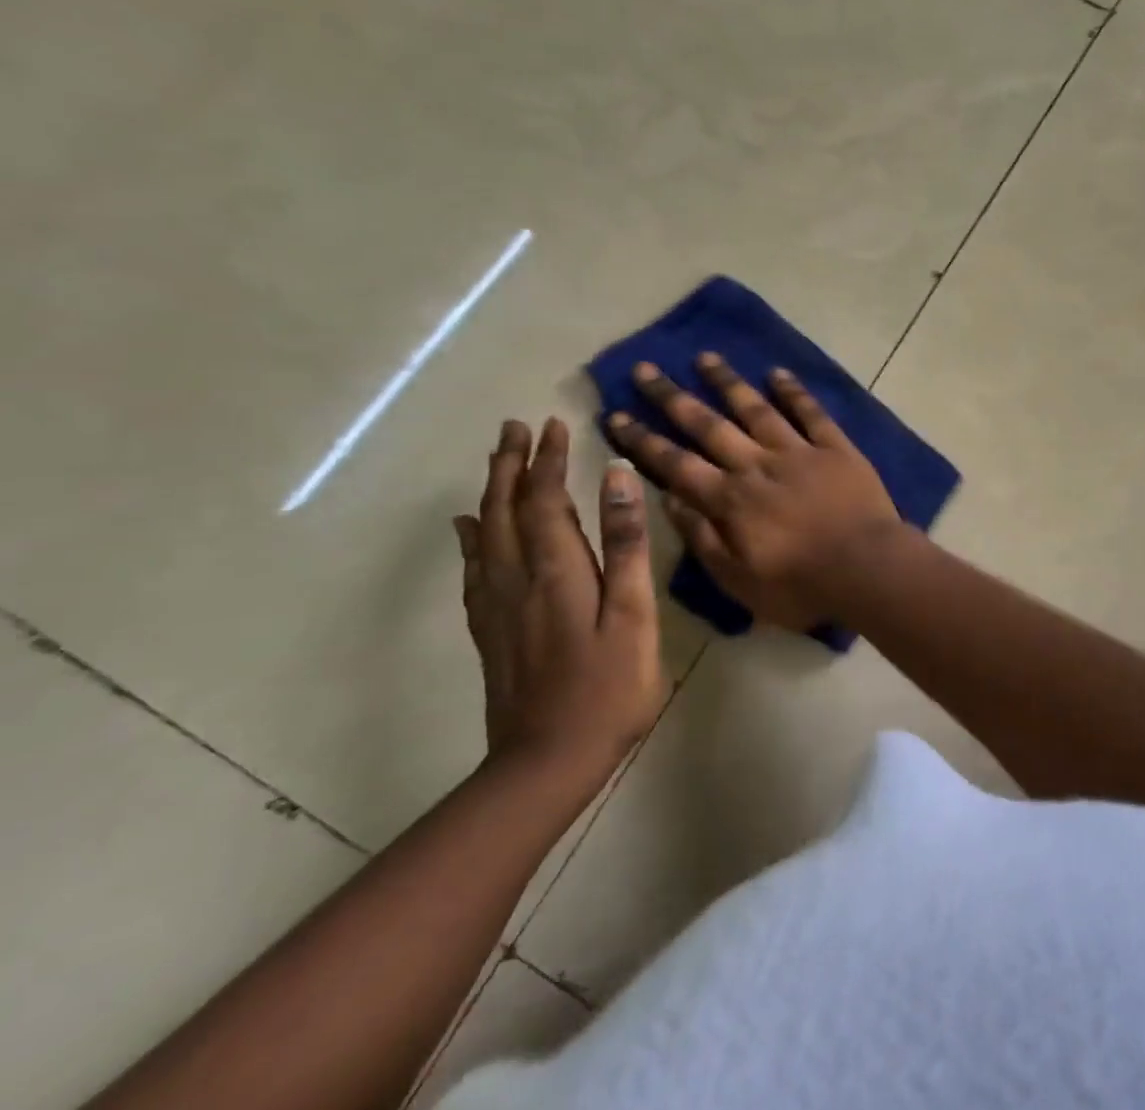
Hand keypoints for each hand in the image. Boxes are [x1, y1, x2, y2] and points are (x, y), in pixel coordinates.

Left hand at [454, 418, 666, 781]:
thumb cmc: (609, 688)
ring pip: (485, 535)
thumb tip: (617, 477)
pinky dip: (471, 539)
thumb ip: (626, 544)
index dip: (548, 460)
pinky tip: (468, 528)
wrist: (547, 762)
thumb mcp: (633, 614)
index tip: (554, 424)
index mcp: (558, 571)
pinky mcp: (490, 631)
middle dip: (510, 465)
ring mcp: (498, 607)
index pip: (545, 499)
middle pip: (505, 510)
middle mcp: (518, 579)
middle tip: (514, 428)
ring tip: (495, 461)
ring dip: (490, 491)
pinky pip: (474, 570)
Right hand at [606, 353, 902, 628]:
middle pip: (708, 426)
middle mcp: (757, 465)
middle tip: (645, 369)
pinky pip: (811, 413)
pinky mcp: (835, 448)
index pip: (675, 464)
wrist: (867, 568)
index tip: (616, 414)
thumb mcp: (738, 579)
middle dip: (672, 397)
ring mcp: (798, 451)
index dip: (643, 440)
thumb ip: (702, 538)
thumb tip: (668, 500)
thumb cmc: (801, 585)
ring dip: (728, 382)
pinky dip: (793, 391)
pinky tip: (776, 372)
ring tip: (705, 357)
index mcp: (730, 499)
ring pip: (756, 408)